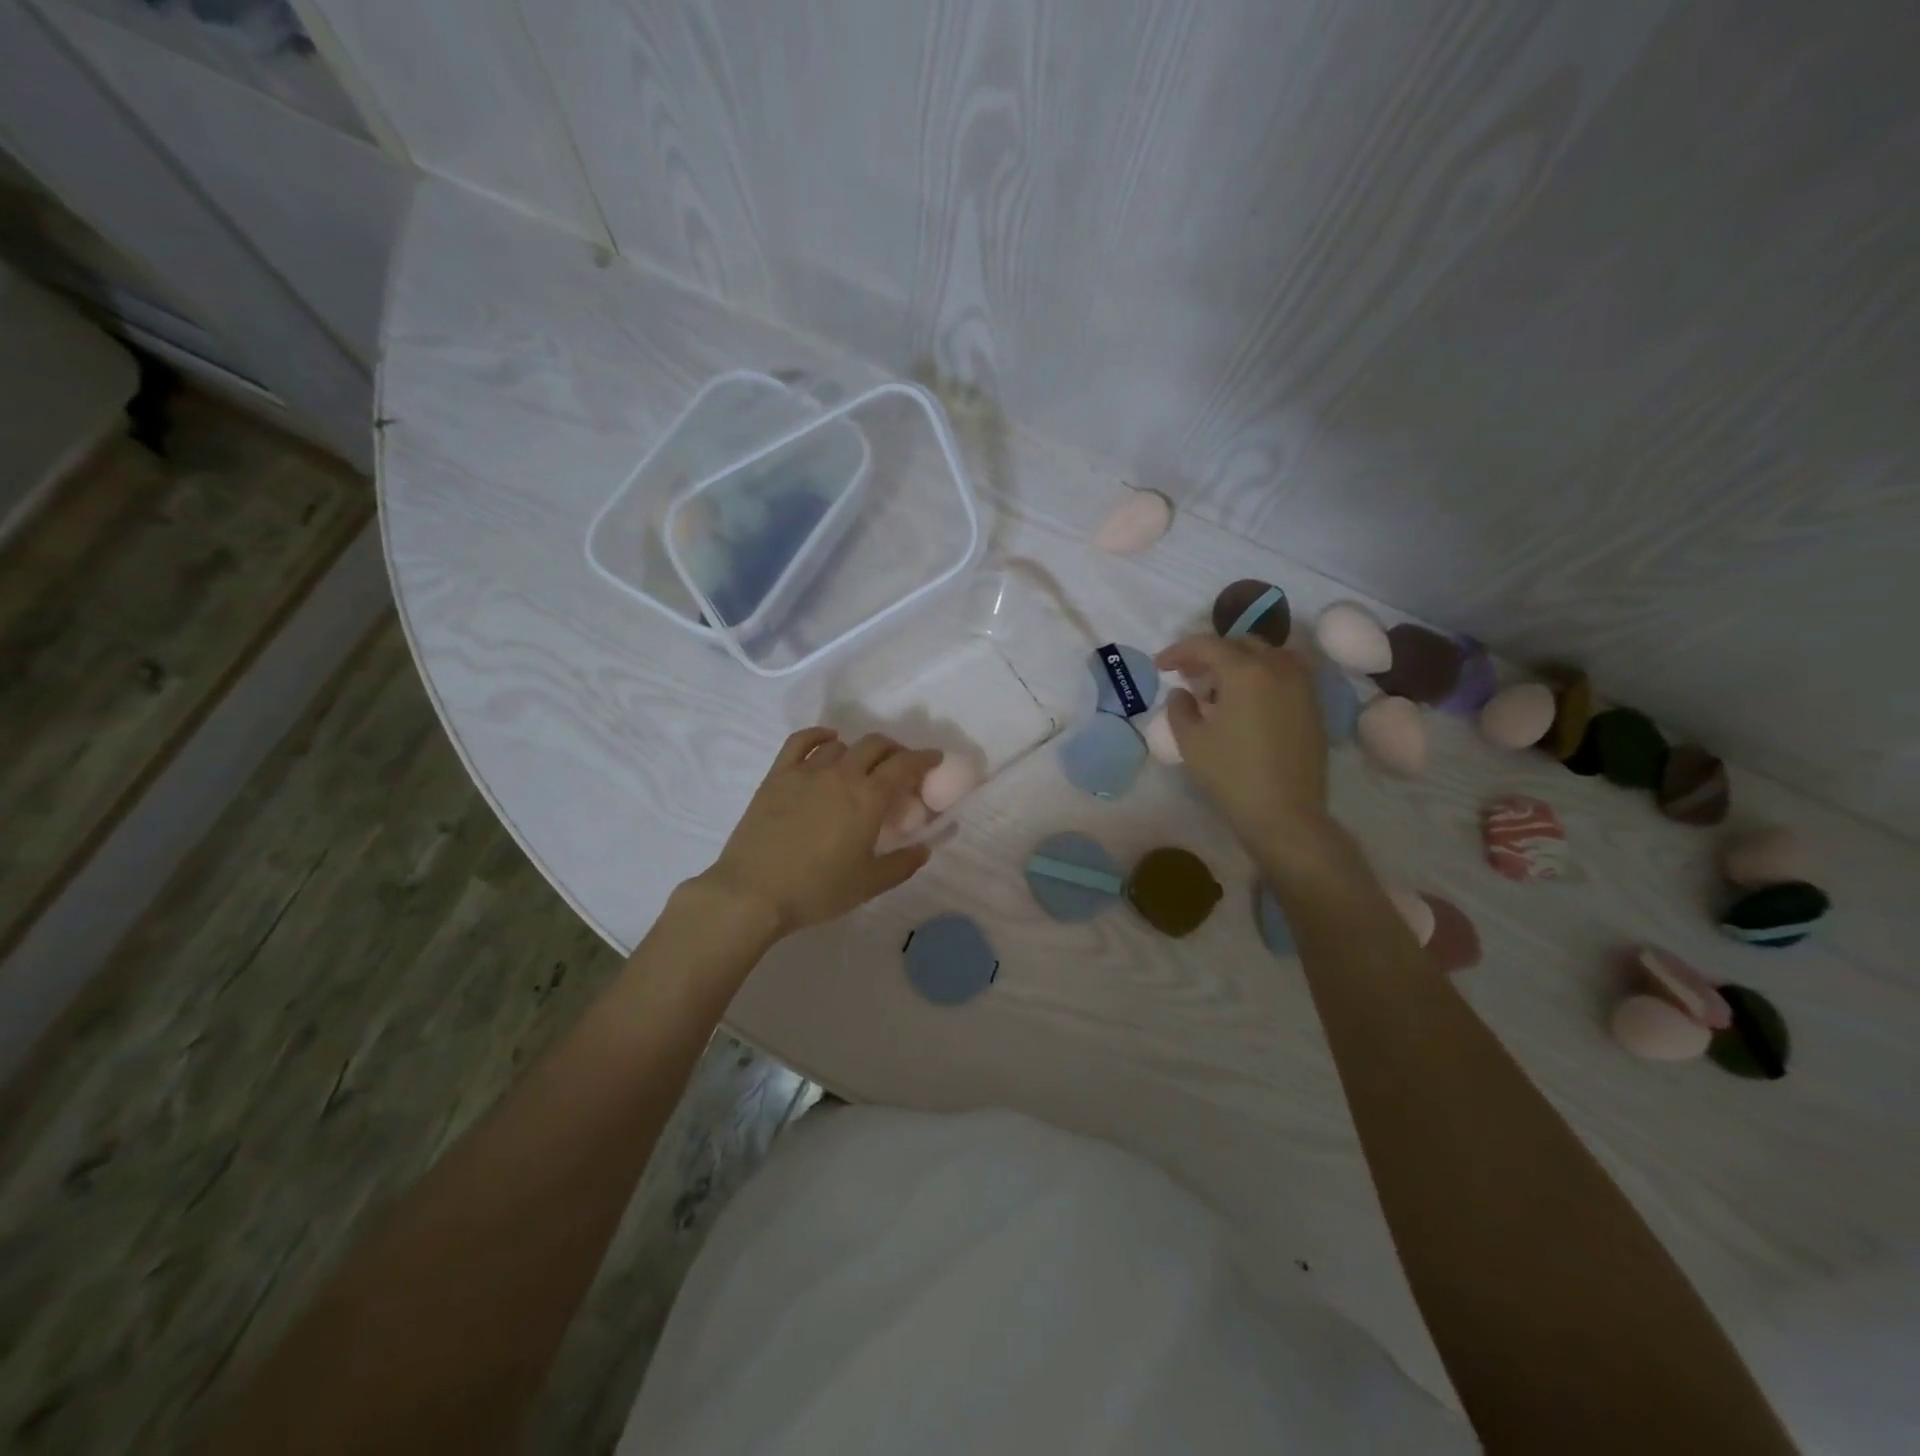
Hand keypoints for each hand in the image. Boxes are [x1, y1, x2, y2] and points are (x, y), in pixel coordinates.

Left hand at [697, 729, 941, 938]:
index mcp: (868, 798)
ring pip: (842, 745)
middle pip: (875, 746)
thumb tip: (924, 849)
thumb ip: (902, 864)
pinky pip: (801, 741)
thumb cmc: (816, 890)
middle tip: (900, 767)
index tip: (934, 759)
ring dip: (859, 751)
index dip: (924, 759)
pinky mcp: (778, 775)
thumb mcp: (868, 884)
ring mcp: (807, 771)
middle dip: (895, 751)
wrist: (753, 893)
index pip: (904, 765)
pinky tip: (828, 740)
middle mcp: (841, 774)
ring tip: (861, 767)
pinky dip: (819, 735)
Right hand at [1155, 635, 1329, 852]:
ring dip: (1239, 662)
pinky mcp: (1313, 705)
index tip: (1161, 665)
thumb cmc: (1231, 774)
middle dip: (1210, 655)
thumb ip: (1180, 708)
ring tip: (1219, 687)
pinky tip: (1246, 702)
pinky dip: (1261, 676)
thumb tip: (1182, 694)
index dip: (1179, 651)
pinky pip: (1285, 674)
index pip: (1207, 645)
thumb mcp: (1191, 741)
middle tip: (1188, 675)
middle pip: (1239, 644)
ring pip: (1267, 656)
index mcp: (1245, 671)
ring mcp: (1302, 685)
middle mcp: (1278, 667)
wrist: (1284, 812)